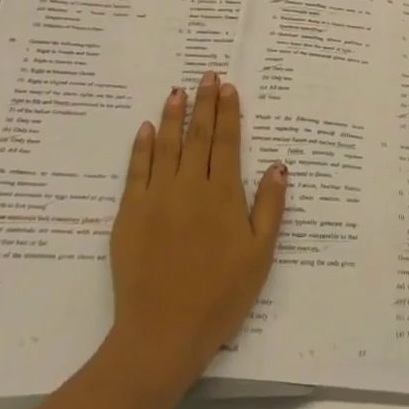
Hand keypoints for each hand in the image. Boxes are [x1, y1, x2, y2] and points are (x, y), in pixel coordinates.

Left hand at [109, 71, 287, 398]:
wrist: (162, 334)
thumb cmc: (220, 297)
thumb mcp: (259, 256)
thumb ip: (269, 207)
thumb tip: (279, 165)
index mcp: (222, 196)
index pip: (226, 143)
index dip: (228, 113)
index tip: (228, 87)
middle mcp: (189, 188)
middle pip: (198, 137)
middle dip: (204, 103)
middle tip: (206, 75)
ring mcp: (156, 199)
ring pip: (166, 146)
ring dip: (173, 116)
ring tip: (177, 91)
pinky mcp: (129, 215)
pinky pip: (137, 171)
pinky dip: (142, 147)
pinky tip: (146, 129)